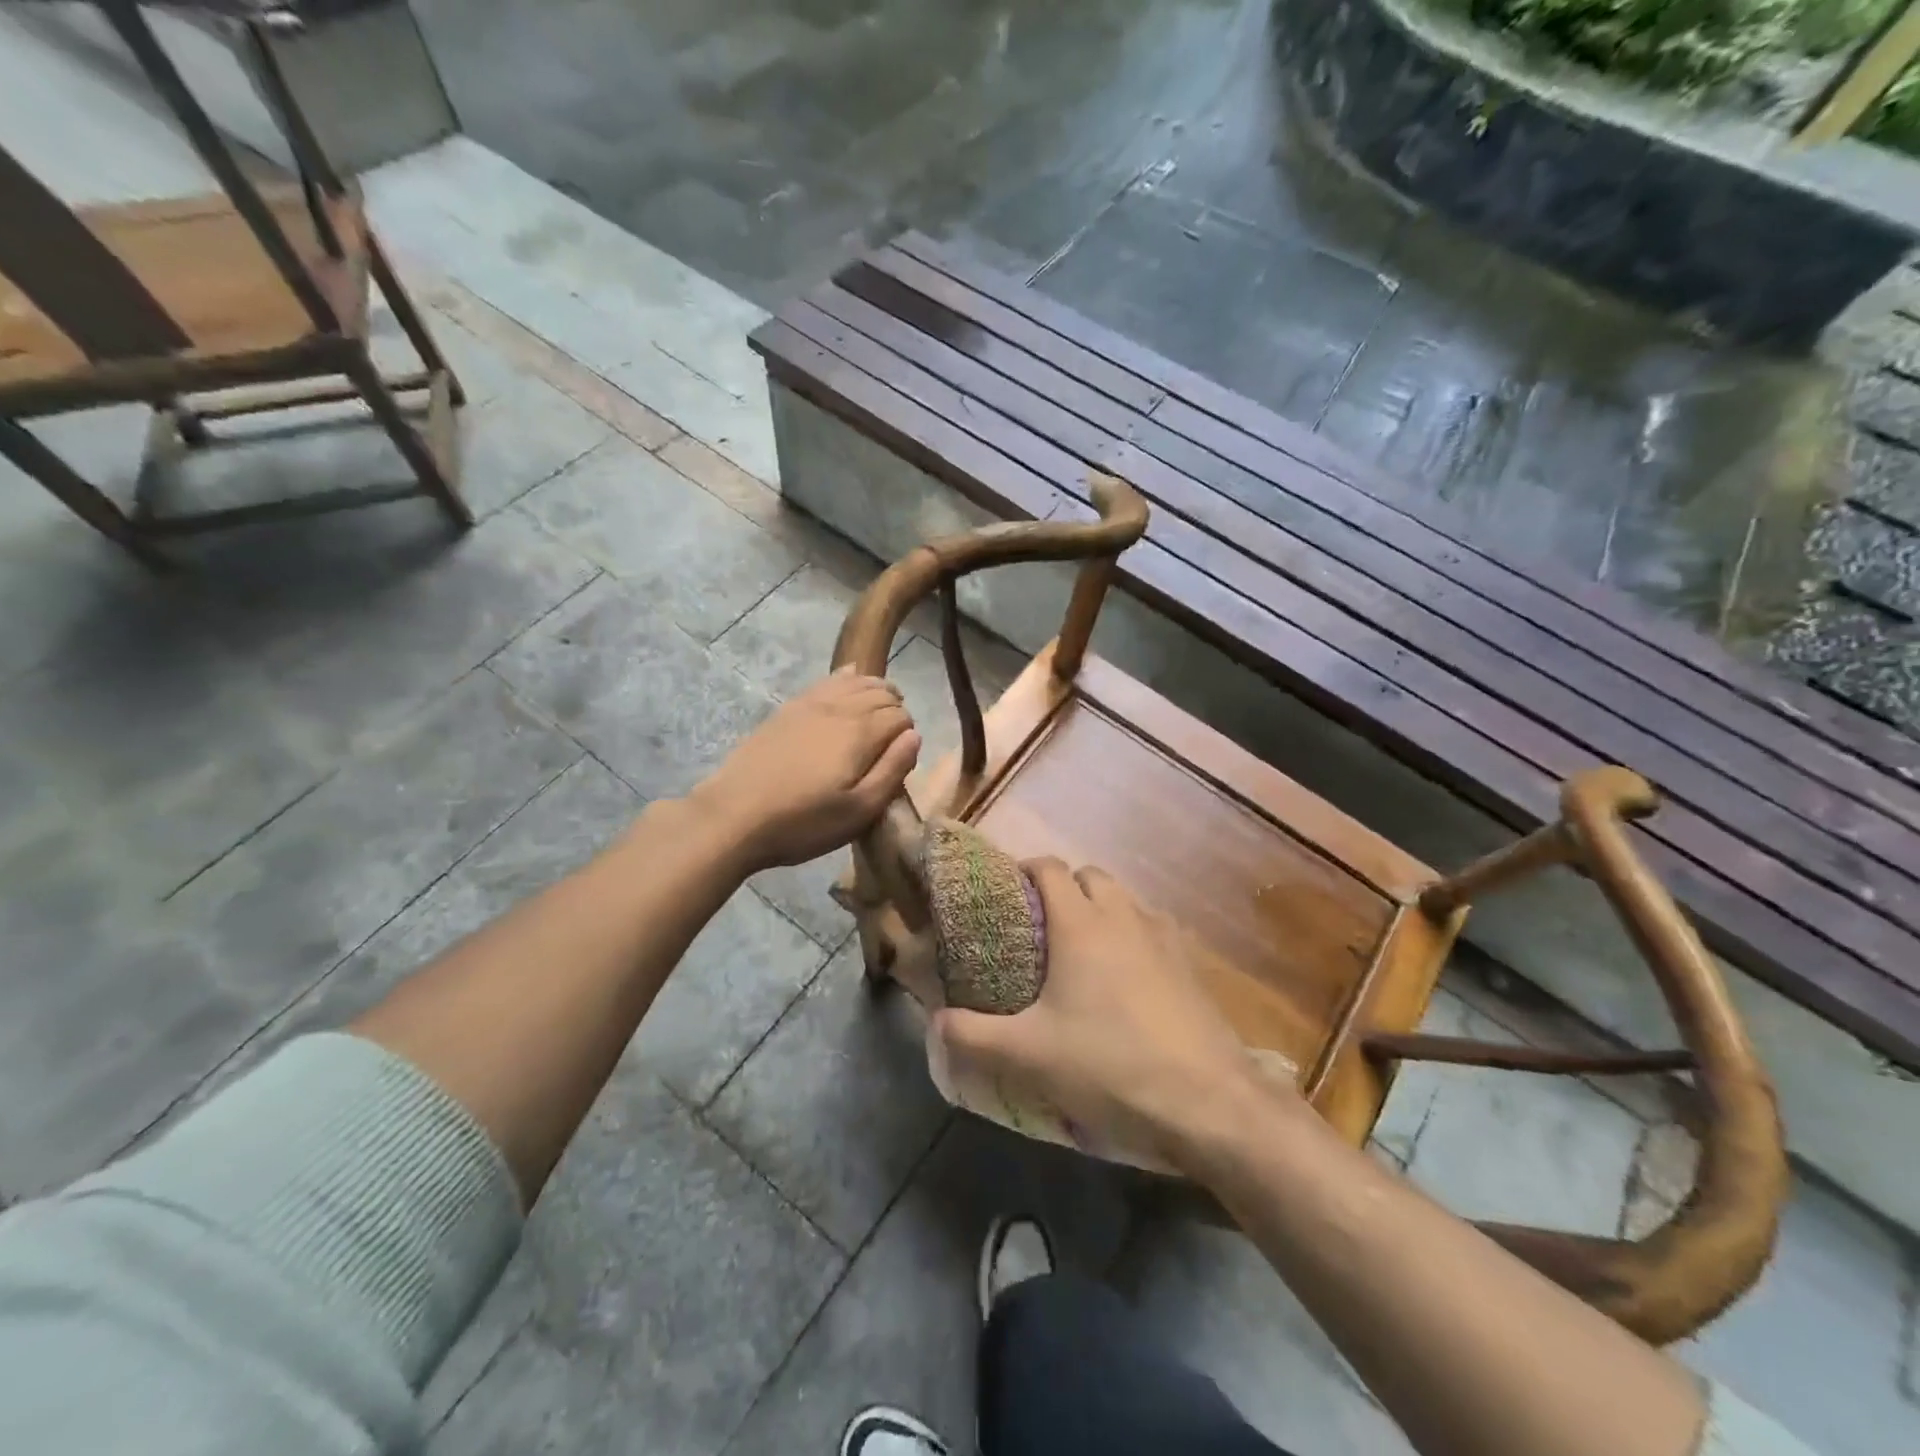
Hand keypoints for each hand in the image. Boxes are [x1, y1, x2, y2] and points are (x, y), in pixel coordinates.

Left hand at [695, 670, 920, 873]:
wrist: (733, 816)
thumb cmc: (802, 822)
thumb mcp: (859, 811)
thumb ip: (893, 771)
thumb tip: (914, 737)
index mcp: (861, 733)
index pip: (902, 717)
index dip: (908, 736)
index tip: (900, 761)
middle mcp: (840, 708)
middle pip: (882, 693)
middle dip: (896, 710)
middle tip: (891, 741)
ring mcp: (811, 703)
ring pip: (856, 681)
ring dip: (876, 690)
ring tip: (879, 711)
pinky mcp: (788, 708)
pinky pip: (827, 680)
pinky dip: (847, 678)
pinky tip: (849, 680)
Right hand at [930, 859, 1277, 1164]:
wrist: (1210, 1103)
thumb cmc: (1110, 1065)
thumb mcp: (1029, 1056)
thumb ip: (972, 1036)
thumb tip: (934, 1022)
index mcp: (1081, 923)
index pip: (1049, 868)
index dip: (1023, 871)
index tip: (1004, 896)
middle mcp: (1124, 915)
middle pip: (1089, 875)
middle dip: (1062, 888)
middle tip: (1038, 926)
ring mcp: (1164, 936)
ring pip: (1124, 899)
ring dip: (1099, 908)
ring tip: (1080, 950)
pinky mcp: (1191, 964)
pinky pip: (1153, 928)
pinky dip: (1132, 934)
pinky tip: (1126, 978)